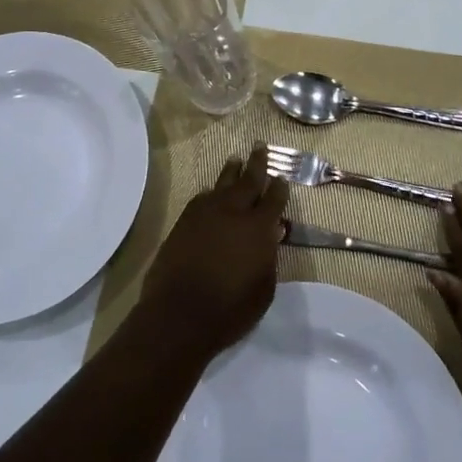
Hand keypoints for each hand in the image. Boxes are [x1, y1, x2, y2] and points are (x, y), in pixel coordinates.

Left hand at [136, 143, 290, 360]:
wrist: (180, 314)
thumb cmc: (231, 308)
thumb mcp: (264, 288)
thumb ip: (269, 257)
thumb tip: (272, 234)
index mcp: (258, 228)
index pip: (273, 200)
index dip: (279, 188)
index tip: (282, 177)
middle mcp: (233, 212)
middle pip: (248, 181)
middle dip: (257, 164)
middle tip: (260, 146)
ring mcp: (205, 214)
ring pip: (222, 184)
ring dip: (231, 171)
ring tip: (235, 160)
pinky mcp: (184, 222)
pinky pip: (201, 198)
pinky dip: (210, 192)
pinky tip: (211, 192)